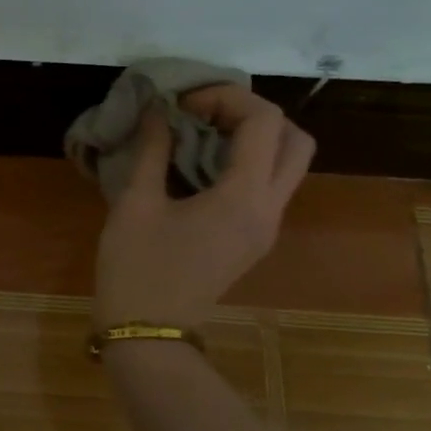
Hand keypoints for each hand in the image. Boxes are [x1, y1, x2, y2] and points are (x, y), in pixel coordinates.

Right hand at [94, 84, 314, 328]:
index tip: (182, 104)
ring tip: (203, 133)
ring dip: (255, 137)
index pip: (263, 122)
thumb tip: (158, 111)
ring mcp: (266, 227)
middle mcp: (269, 209)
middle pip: (296, 140)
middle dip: (254, 114)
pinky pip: (269, 185)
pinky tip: (201, 163)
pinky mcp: (254, 238)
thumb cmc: (136, 268)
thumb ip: (152, 149)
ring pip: (289, 163)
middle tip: (205, 114)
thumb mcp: (135, 203)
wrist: (148, 333)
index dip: (226, 97)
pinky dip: (247, 161)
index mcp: (243, 198)